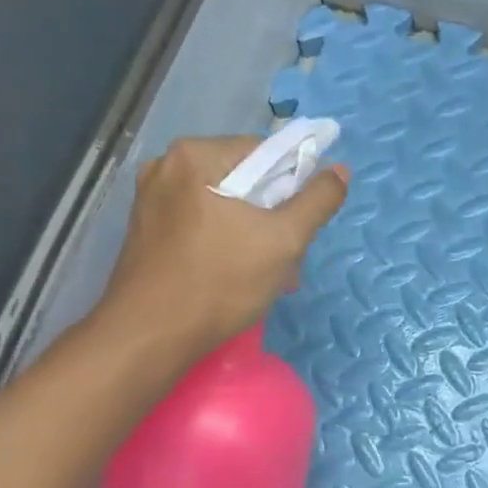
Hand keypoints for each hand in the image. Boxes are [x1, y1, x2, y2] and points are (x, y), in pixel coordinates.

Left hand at [87, 134, 348, 374]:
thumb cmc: (221, 281)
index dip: (294, 185)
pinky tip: (235, 275)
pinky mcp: (146, 230)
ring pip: (224, 205)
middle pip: (244, 179)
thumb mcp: (285, 240)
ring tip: (267, 274)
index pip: (265, 152)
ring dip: (253, 234)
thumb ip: (318, 200)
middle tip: (288, 258)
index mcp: (196, 155)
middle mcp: (166, 166)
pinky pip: (201, 223)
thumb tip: (340, 170)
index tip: (302, 225)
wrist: (151, 336)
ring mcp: (151, 199)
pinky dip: (225, 242)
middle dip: (273, 216)